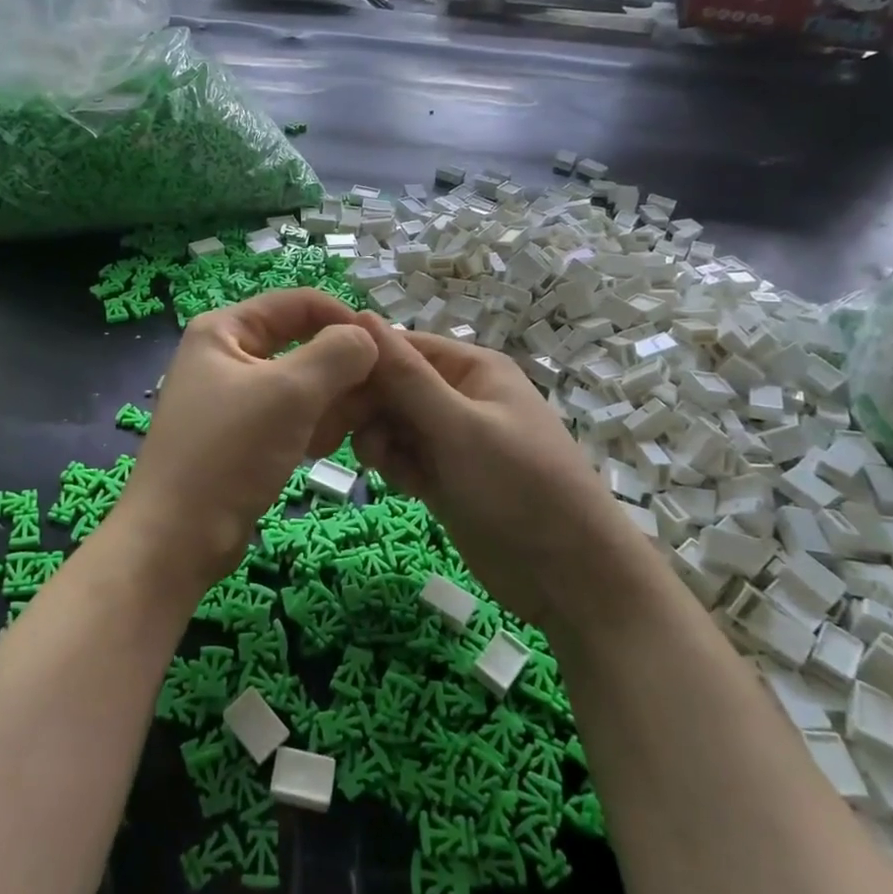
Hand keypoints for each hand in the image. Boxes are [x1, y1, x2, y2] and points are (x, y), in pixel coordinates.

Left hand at [118, 290, 377, 585]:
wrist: (177, 540)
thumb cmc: (229, 453)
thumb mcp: (290, 393)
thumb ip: (337, 354)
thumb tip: (368, 338)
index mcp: (224, 330)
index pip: (298, 302)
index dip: (343, 317)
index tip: (384, 348)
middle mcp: (225, 355)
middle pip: (301, 343)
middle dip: (337, 370)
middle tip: (370, 398)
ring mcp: (231, 398)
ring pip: (299, 384)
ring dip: (326, 404)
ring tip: (336, 433)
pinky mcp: (240, 435)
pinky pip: (288, 416)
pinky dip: (309, 427)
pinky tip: (319, 451)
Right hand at [352, 315, 632, 625]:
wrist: (569, 577)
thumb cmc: (519, 487)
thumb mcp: (459, 427)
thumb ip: (406, 376)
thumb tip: (361, 316)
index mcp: (471, 369)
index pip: (401, 346)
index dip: (362, 361)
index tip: (324, 386)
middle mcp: (459, 396)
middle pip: (391, 386)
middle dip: (366, 408)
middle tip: (335, 435)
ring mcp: (451, 439)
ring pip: (391, 423)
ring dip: (379, 440)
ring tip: (387, 466)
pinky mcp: (444, 476)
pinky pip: (402, 456)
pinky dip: (396, 466)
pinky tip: (407, 486)